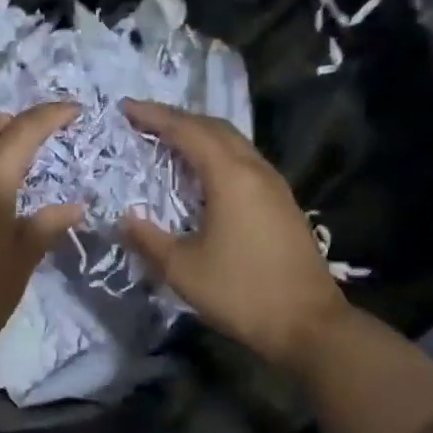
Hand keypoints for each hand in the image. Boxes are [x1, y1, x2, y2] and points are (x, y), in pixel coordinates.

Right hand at [120, 99, 349, 370]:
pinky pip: (244, 159)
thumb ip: (148, 239)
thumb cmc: (242, 292)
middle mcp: (254, 169)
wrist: (310, 325)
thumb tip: (122, 219)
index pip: (186, 131)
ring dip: (199, 133)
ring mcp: (273, 184)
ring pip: (233, 141)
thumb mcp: (183, 269)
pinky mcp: (282, 201)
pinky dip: (217, 152)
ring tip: (169, 139)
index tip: (125, 108)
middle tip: (144, 119)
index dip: (154, 116)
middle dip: (177, 118)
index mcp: (230, 176)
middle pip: (213, 127)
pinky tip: (204, 172)